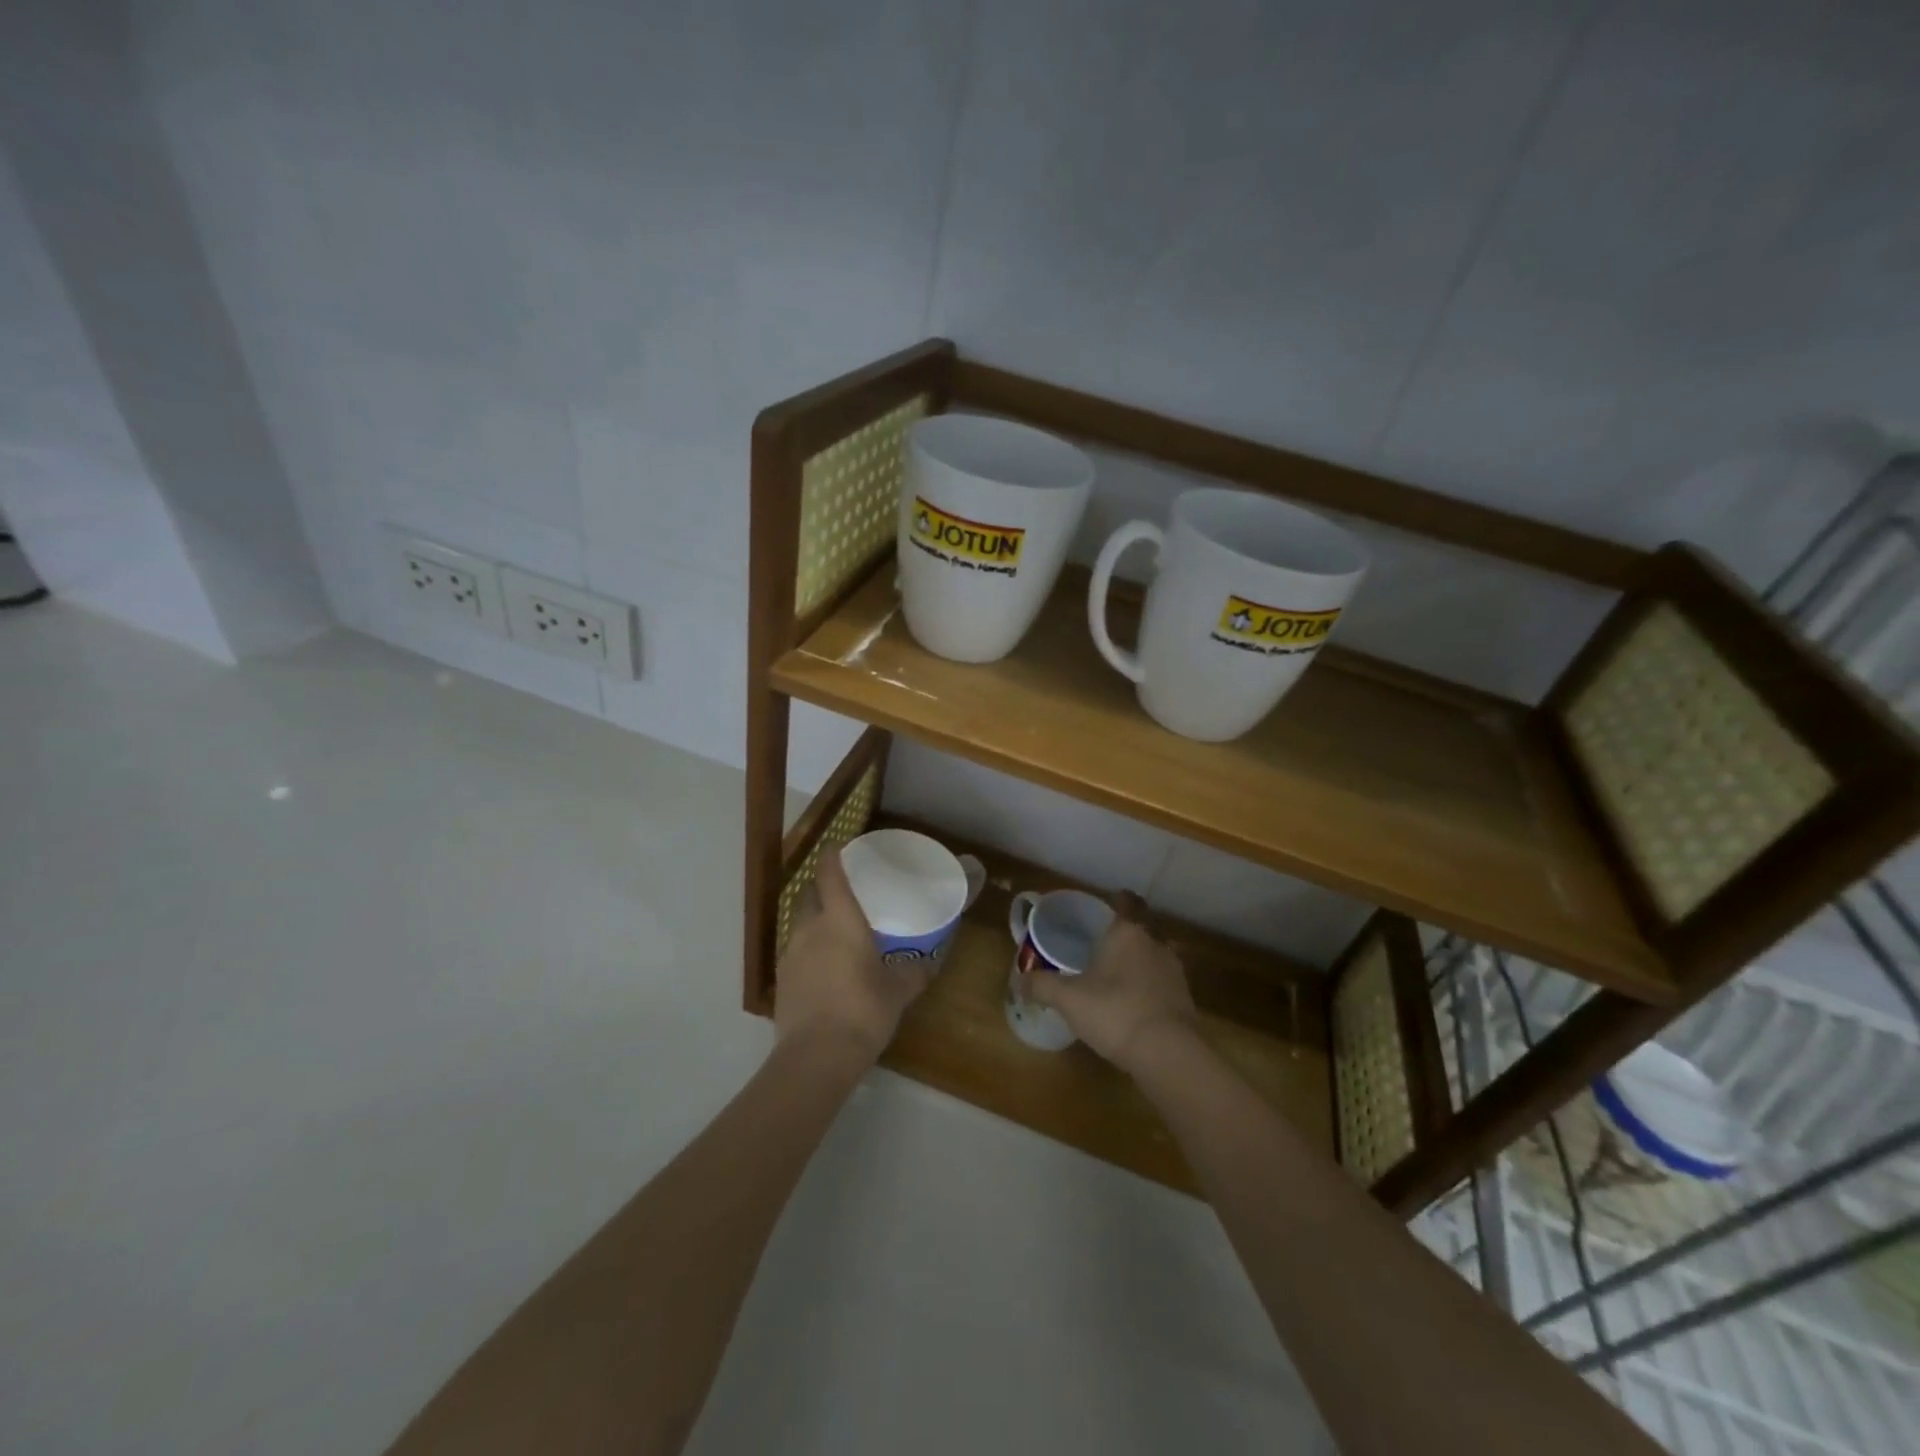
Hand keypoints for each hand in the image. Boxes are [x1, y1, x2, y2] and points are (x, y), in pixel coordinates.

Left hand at [774, 848, 930, 1064]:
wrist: (815, 1057)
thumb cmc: (862, 1011)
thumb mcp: (898, 991)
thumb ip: (914, 972)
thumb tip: (931, 962)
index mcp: (839, 919)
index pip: (829, 873)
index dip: (832, 855)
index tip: (840, 846)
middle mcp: (810, 928)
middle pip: (809, 893)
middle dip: (822, 886)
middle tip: (845, 892)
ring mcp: (790, 954)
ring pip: (800, 922)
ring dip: (815, 919)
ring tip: (837, 930)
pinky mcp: (782, 980)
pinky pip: (796, 951)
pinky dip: (809, 949)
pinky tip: (825, 966)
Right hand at [1018, 907, 1197, 1073]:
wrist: (1169, 1054)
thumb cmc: (1115, 1012)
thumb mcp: (1068, 999)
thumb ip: (1042, 986)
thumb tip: (1019, 981)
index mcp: (1127, 933)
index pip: (1125, 902)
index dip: (1115, 901)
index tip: (1099, 910)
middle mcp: (1154, 943)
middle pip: (1137, 930)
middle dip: (1120, 937)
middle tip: (1097, 948)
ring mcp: (1173, 971)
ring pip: (1150, 957)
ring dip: (1134, 964)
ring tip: (1112, 978)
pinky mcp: (1184, 999)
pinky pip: (1160, 984)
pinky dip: (1147, 989)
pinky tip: (1131, 1005)